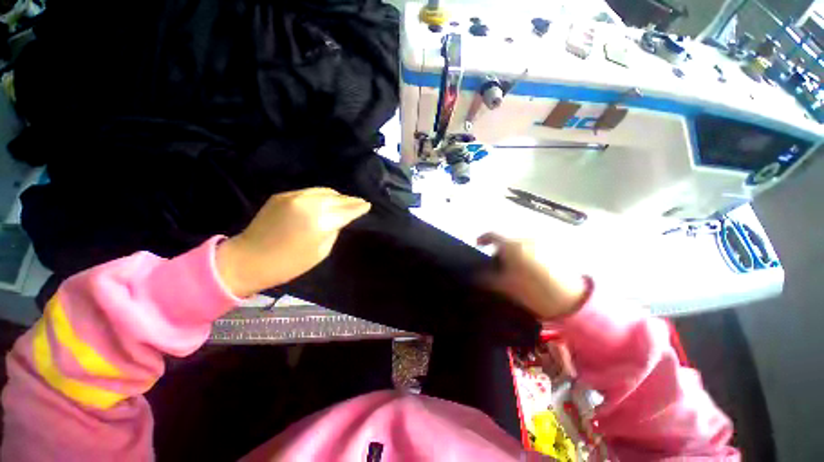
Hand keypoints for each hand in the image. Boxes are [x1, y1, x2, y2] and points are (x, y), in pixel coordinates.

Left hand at [216, 188, 370, 296]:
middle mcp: (308, 204)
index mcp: (320, 221)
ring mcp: (294, 196)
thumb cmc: (289, 263)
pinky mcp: (283, 195)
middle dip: (350, 200)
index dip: (359, 207)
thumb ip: (333, 230)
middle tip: (358, 203)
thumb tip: (338, 219)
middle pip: (337, 197)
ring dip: (336, 196)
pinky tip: (324, 202)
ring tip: (343, 202)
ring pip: (324, 191)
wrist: (249, 259)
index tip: (367, 205)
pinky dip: (321, 196)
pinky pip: (310, 192)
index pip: (346, 210)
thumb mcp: (321, 252)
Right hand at [478, 233, 587, 320]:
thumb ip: (486, 279)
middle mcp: (526, 239)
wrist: (571, 299)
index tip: (478, 244)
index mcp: (512, 245)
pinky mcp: (554, 251)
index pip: (492, 235)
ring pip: (521, 245)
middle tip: (497, 265)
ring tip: (514, 270)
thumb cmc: (532, 290)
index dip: (483, 238)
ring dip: (513, 253)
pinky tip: (530, 270)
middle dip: (499, 250)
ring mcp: (542, 244)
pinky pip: (533, 249)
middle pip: (507, 241)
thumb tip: (474, 275)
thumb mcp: (504, 286)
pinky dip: (526, 255)